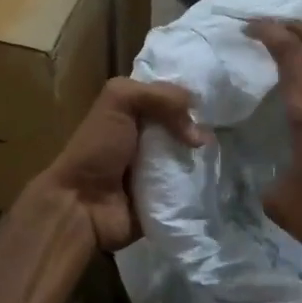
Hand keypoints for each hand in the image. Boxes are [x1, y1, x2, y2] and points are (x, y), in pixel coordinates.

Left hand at [37, 77, 204, 251]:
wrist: (82, 207)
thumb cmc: (97, 149)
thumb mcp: (118, 101)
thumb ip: (159, 95)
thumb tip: (198, 125)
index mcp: (134, 112)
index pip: (171, 96)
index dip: (190, 96)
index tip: (215, 97)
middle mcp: (148, 138)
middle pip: (187, 125)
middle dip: (204, 126)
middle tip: (218, 129)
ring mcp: (159, 169)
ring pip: (193, 155)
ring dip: (206, 155)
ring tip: (219, 153)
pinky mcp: (167, 197)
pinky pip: (194, 185)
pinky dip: (204, 182)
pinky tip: (214, 176)